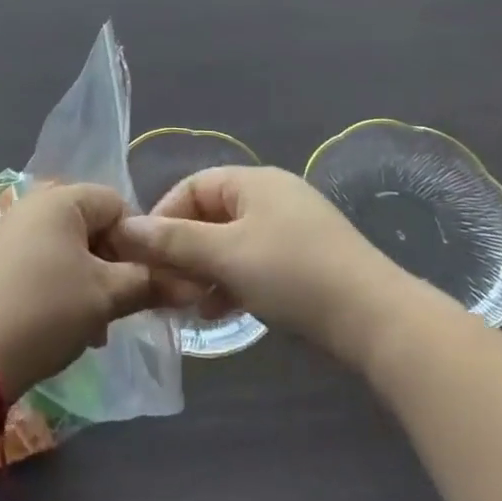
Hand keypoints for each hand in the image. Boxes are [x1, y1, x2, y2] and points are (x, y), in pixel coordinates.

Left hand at [0, 183, 157, 401]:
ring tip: (97, 328)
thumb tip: (191, 282)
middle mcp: (35, 203)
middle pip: (94, 226)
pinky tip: (68, 326)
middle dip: (114, 267)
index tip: (144, 282)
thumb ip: (149, 283)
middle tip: (122, 308)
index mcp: (62, 197)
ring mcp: (13, 230)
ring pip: (71, 249)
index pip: (118, 203)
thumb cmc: (45, 310)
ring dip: (92, 283)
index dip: (138, 242)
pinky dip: (64, 288)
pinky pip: (46, 263)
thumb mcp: (105, 297)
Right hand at [112, 166, 413, 367]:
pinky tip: (220, 312)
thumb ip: (174, 242)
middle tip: (164, 288)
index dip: (163, 217)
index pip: (192, 186)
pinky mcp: (307, 260)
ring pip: (232, 242)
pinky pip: (255, 261)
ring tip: (188, 305)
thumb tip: (125, 227)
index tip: (144, 256)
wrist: (376, 319)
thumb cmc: (293, 274)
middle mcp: (272, 195)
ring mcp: (293, 227)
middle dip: (183, 250)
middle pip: (211, 215)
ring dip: (206, 270)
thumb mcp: (226, 256)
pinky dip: (233, 281)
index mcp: (253, 181)